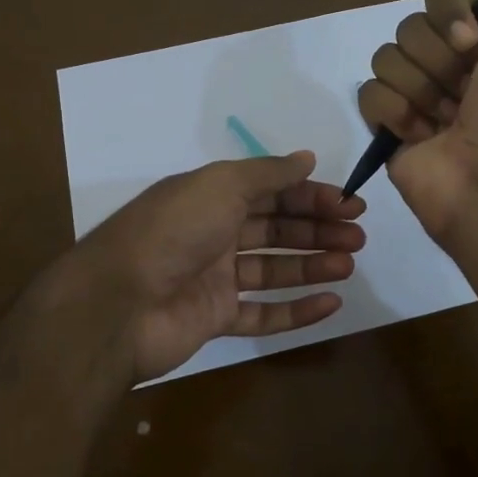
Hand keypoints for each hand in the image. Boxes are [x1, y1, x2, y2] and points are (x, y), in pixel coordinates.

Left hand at [68, 150, 365, 381]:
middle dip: (318, 229)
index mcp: (212, 196)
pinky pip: (262, 314)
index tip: (349, 204)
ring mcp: (214, 279)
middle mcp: (214, 233)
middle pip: (276, 229)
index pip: (272, 192)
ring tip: (348, 264)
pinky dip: (296, 310)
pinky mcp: (215, 319)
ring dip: (312, 265)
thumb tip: (306, 158)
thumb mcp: (221, 185)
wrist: (120, 302)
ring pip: (273, 270)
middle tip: (357, 236)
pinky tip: (330, 303)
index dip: (311, 196)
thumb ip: (267, 173)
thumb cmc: (173, 231)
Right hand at [357, 0, 477, 241]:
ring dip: (418, 90)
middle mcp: (450, 65)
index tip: (472, 43)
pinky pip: (369, 94)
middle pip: (410, 27)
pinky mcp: (389, 127)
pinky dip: (393, 114)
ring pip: (386, 59)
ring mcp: (417, 96)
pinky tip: (418, 136)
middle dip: (436, 60)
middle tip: (463, 93)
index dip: (450, 13)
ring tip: (442, 121)